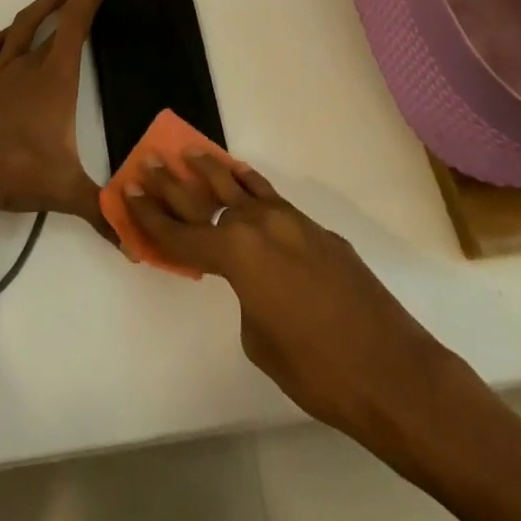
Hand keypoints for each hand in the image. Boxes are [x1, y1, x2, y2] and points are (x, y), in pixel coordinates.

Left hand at [0, 0, 116, 236]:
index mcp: (56, 76)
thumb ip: (101, 211)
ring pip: (22, 25)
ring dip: (42, 7)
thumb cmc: (14, 170)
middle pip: (56, 17)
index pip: (78, 21)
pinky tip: (4, 39)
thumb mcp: (64, 191)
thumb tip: (133, 243)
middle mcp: (28, 64)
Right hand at [124, 155, 453, 451]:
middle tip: (150, 161)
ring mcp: (291, 223)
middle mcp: (259, 225)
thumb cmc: (317, 369)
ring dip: (213, 170)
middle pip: (206, 198)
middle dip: (173, 183)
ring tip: (190, 151)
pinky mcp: (317, 230)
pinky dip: (252, 188)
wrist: (391, 370)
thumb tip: (254, 282)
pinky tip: (243, 178)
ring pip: (242, 187)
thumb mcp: (260, 342)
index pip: (182, 233)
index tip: (128, 192)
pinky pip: (273, 201)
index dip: (151, 217)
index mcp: (237, 254)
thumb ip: (246, 298)